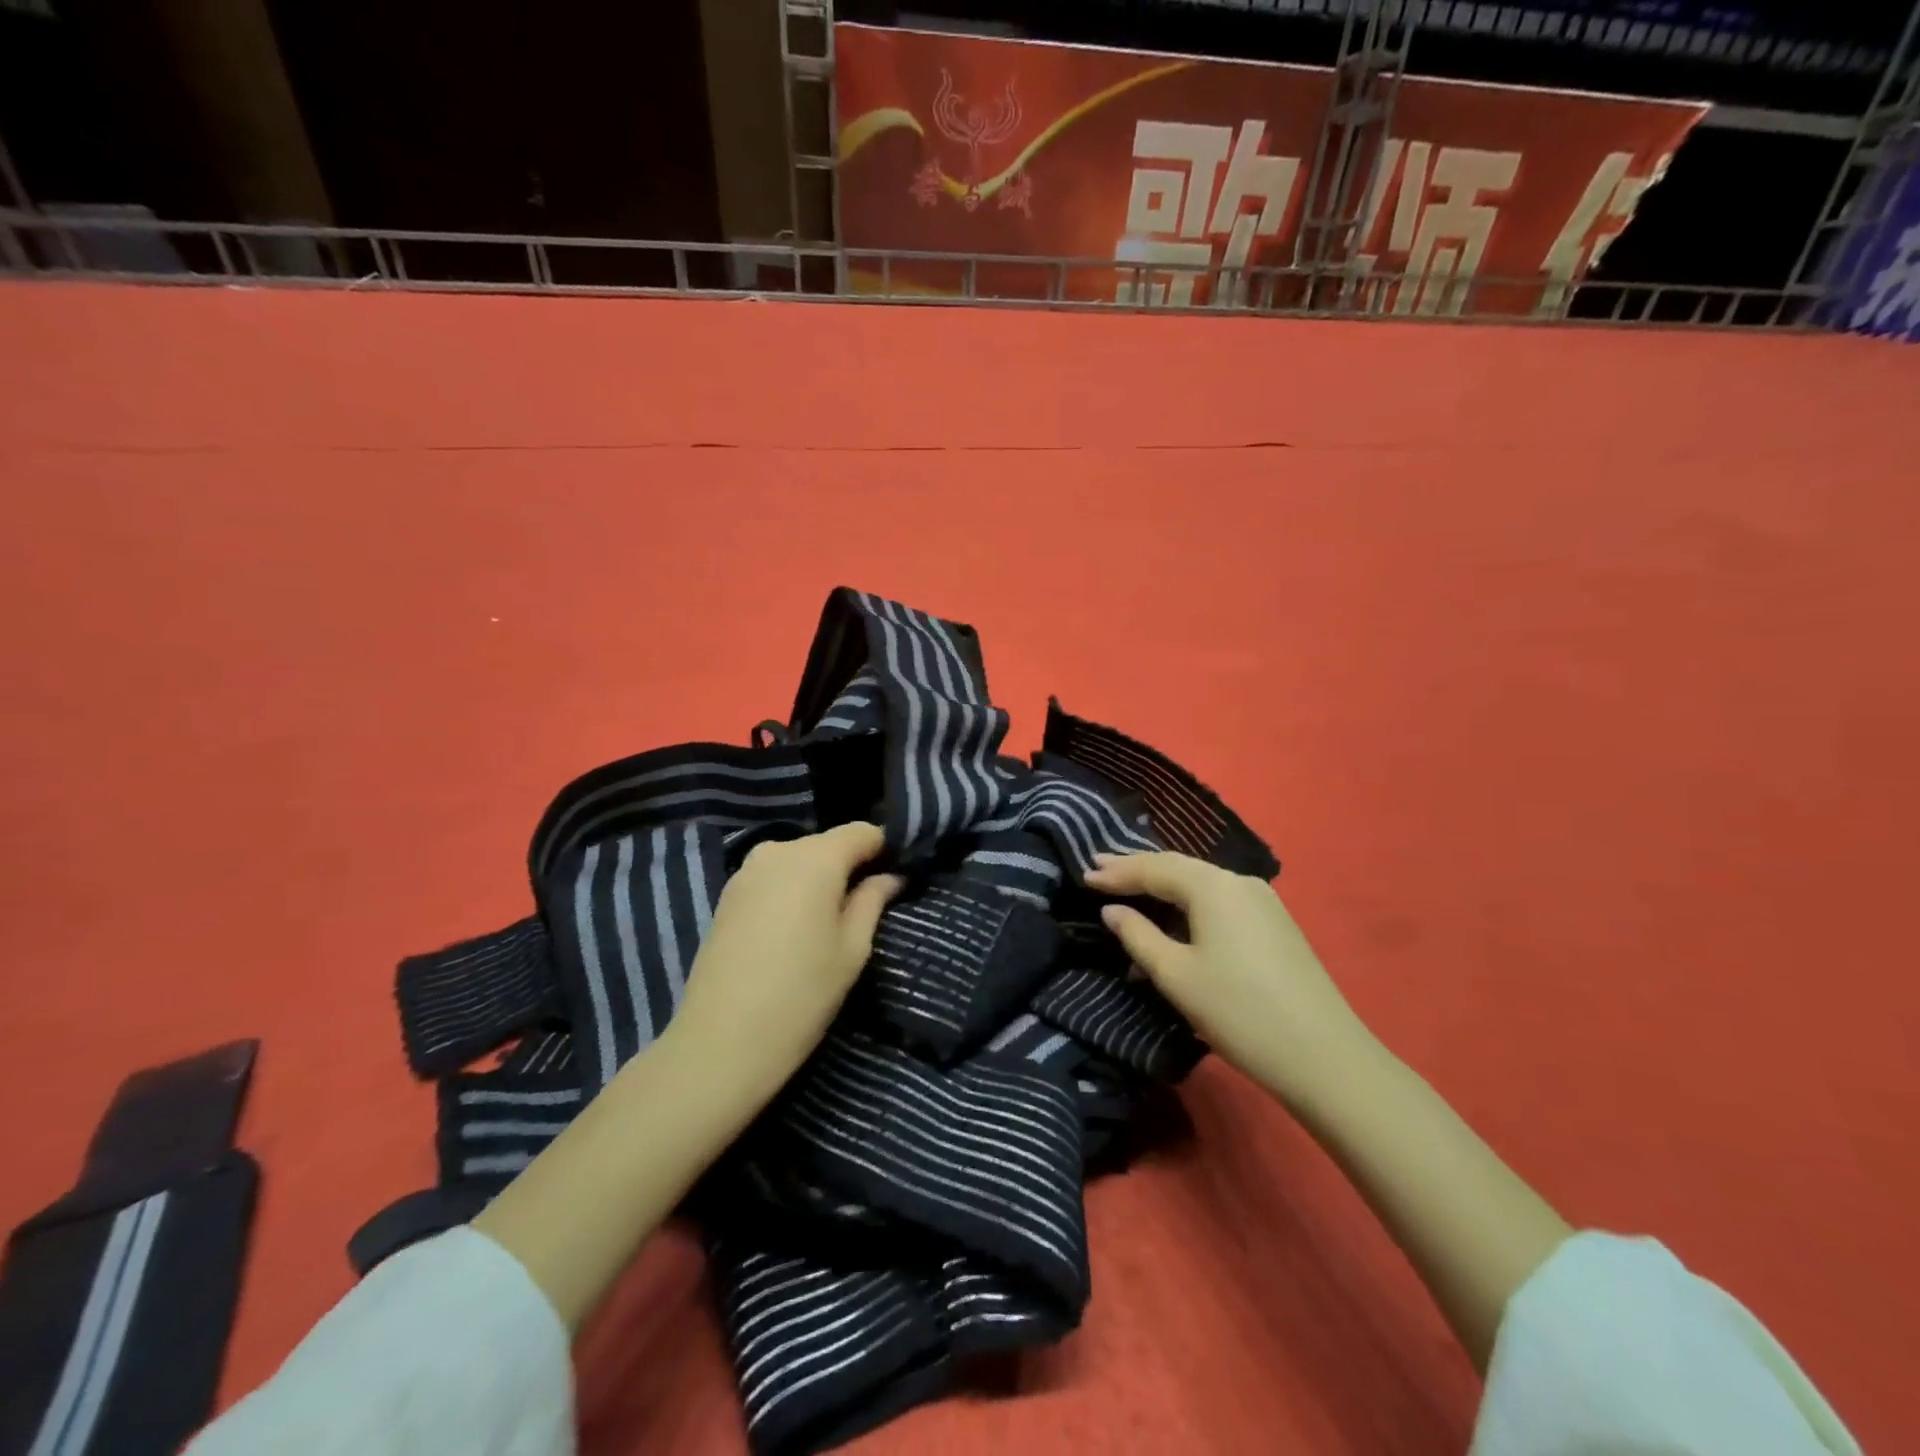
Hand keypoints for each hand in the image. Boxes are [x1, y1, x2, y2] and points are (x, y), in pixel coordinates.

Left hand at [669, 822, 902, 1104]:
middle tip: (867, 905)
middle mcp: (778, 851)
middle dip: (850, 866)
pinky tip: (794, 929)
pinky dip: (791, 892)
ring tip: (829, 922)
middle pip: (828, 844)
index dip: (885, 848)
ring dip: (818, 880)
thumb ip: (872, 901)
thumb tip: (890, 877)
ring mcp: (746, 871)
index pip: (862, 831)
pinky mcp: (727, 894)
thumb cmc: (802, 994)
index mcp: (815, 858)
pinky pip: (773, 878)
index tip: (898, 875)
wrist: (721, 1043)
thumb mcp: (852, 949)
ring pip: (798, 861)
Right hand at [1083, 851, 1375, 1106]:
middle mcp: (1239, 881)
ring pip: (1200, 884)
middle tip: (1100, 867)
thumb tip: (1112, 910)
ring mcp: (1262, 901)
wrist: (1324, 1056)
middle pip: (1178, 868)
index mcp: (1213, 886)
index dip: (1117, 872)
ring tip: (1129, 888)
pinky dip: (1188, 904)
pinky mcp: (1274, 923)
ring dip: (1162, 887)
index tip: (1084, 872)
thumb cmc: (1238, 1011)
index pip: (1154, 868)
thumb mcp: (1176, 975)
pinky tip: (1173, 917)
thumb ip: (1138, 935)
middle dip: (1137, 869)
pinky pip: (1219, 901)